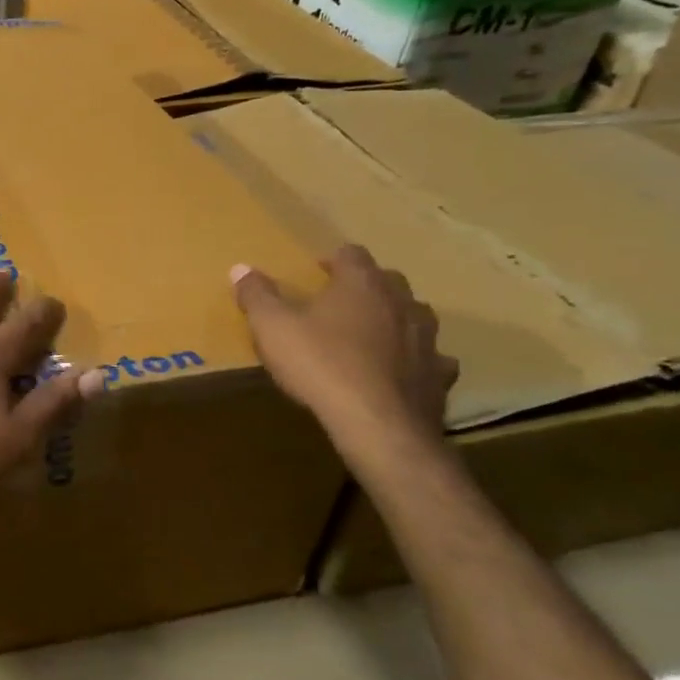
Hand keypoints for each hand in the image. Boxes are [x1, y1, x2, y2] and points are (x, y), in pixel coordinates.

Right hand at [232, 245, 457, 449]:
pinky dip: (416, 360)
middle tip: (340, 302)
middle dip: (366, 286)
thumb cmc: (320, 365)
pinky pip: (432, 359)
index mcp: (361, 284)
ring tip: (372, 333)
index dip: (333, 260)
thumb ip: (257, 296)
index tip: (316, 272)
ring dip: (395, 319)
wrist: (377, 425)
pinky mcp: (439, 375)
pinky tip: (400, 372)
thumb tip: (240, 268)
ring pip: (415, 316)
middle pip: (388, 281)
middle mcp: (401, 302)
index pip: (352, 254)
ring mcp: (427, 339)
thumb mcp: (272, 328)